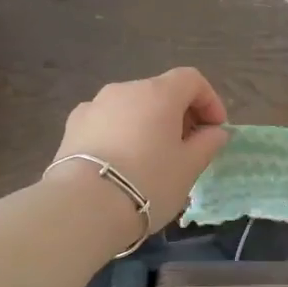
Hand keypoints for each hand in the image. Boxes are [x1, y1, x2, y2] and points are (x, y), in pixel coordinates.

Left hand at [48, 68, 230, 229]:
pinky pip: (107, 122)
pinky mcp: (72, 127)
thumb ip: (207, 143)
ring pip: (131, 107)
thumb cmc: (148, 182)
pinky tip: (121, 163)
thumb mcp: (189, 167)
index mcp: (158, 93)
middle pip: (160, 91)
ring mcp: (94, 105)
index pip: (191, 79)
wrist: (84, 207)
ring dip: (148, 124)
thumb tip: (215, 132)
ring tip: (152, 158)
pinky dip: (121, 133)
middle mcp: (125, 90)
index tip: (215, 130)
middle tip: (188, 148)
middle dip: (179, 114)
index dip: (209, 100)